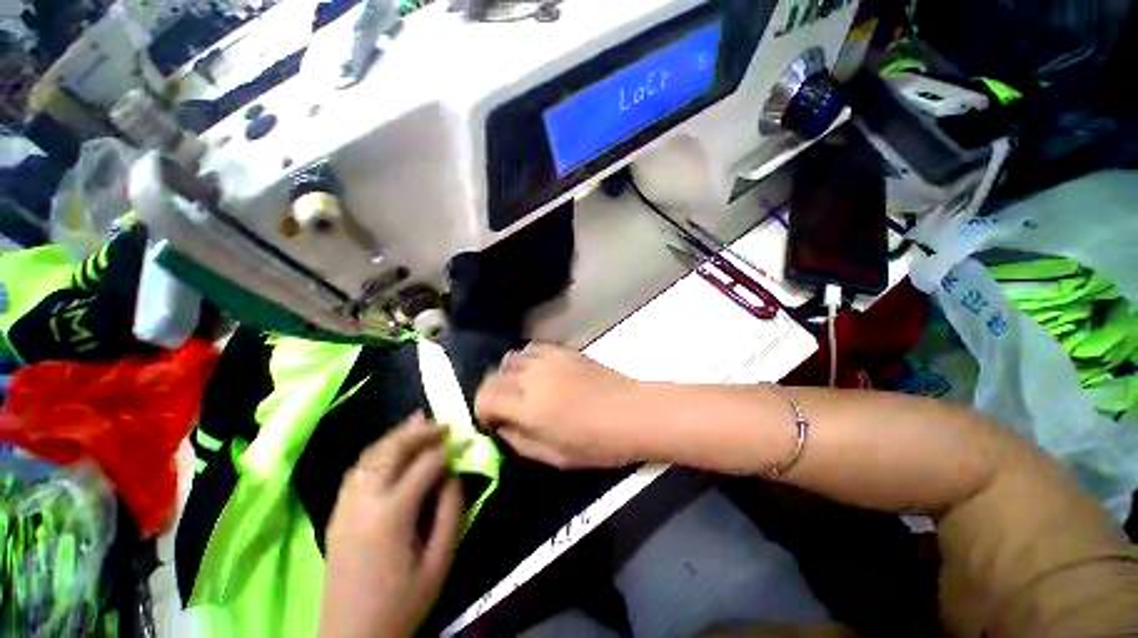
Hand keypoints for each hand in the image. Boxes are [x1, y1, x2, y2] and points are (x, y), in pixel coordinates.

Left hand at [318, 414, 463, 637]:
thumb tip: (453, 475)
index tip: (466, 437)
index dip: (449, 447)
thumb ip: (451, 512)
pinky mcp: (336, 513)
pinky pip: (356, 469)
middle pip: (392, 450)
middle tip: (443, 423)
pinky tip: (391, 448)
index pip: (425, 465)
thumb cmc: (402, 604)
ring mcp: (345, 506)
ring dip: (396, 435)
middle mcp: (364, 502)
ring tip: (419, 421)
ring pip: (369, 455)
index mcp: (391, 515)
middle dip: (420, 431)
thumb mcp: (439, 562)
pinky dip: (377, 451)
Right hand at [474, 344, 647, 468]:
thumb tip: (501, 426)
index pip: (484, 396)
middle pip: (495, 374)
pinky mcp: (564, 350)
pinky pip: (534, 348)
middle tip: (509, 407)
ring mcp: (549, 359)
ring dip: (510, 374)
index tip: (494, 422)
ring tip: (525, 388)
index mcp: (527, 406)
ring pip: (513, 357)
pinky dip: (528, 360)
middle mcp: (532, 376)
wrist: (632, 412)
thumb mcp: (553, 456)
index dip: (483, 410)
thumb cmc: (596, 443)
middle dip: (495, 392)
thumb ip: (519, 441)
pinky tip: (541, 373)